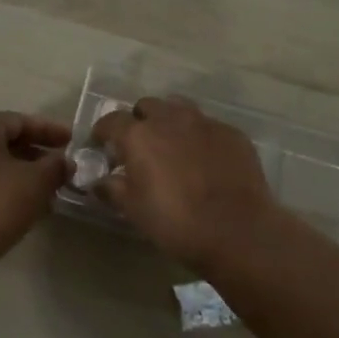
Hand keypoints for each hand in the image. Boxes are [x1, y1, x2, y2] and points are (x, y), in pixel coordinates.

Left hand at [0, 111, 73, 277]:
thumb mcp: (36, 184)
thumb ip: (55, 166)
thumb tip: (65, 162)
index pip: (19, 121)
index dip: (49, 130)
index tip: (71, 141)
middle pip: (1, 140)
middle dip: (33, 153)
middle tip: (58, 166)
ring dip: (17, 171)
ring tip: (42, 188)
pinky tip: (16, 203)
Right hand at [91, 96, 279, 268]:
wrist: (237, 231)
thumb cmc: (176, 222)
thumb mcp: (134, 210)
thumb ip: (113, 190)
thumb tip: (100, 182)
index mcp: (139, 135)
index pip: (111, 121)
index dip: (103, 132)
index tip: (101, 145)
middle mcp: (170, 119)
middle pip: (147, 106)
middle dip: (139, 121)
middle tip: (140, 146)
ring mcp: (204, 123)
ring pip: (179, 108)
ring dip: (169, 121)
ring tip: (172, 146)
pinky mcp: (232, 133)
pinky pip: (208, 126)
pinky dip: (199, 136)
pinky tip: (204, 159)